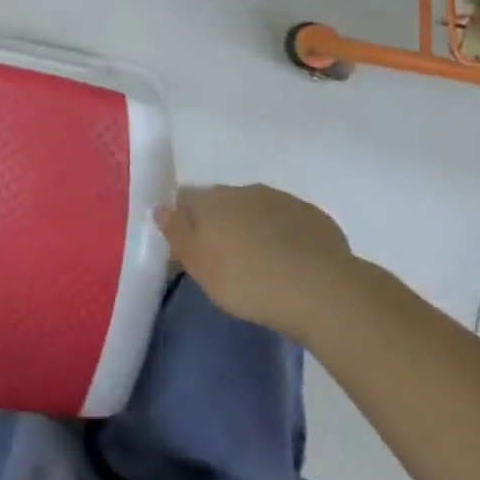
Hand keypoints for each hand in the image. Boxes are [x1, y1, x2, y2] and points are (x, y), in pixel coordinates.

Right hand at [156, 184, 352, 340]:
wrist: (320, 289)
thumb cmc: (247, 281)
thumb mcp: (199, 265)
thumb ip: (177, 233)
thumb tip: (159, 206)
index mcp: (211, 200)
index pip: (186, 197)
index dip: (184, 218)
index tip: (189, 244)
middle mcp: (243, 190)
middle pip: (222, 201)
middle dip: (219, 222)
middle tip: (223, 256)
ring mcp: (281, 200)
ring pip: (256, 209)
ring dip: (252, 227)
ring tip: (259, 261)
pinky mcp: (312, 216)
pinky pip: (287, 221)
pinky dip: (283, 235)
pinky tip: (290, 261)